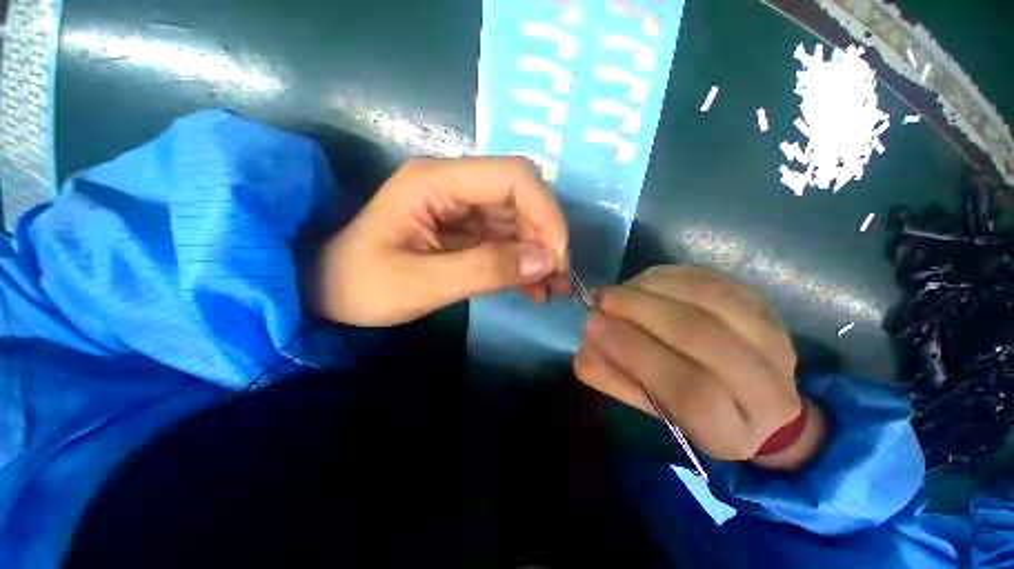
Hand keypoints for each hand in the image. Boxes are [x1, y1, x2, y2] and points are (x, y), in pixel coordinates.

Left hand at [317, 157, 569, 325]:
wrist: (325, 292)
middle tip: (558, 277)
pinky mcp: (464, 230)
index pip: (513, 177)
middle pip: (520, 196)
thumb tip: (545, 262)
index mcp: (436, 181)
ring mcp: (460, 208)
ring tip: (551, 288)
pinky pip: (505, 239)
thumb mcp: (422, 283)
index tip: (557, 258)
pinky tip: (533, 288)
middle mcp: (453, 185)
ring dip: (539, 252)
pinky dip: (523, 262)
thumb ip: (485, 270)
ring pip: (517, 219)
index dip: (545, 213)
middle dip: (546, 235)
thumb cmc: (361, 286)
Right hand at [574, 266, 825, 469]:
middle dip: (640, 309)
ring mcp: (775, 343)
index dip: (633, 351)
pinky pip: (715, 280)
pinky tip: (647, 281)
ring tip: (622, 289)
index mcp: (730, 431)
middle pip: (700, 335)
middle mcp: (767, 392)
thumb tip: (591, 336)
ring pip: (710, 300)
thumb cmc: (692, 413)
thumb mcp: (648, 407)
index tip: (593, 324)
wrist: (757, 404)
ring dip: (654, 287)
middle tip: (604, 299)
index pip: (686, 390)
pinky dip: (672, 275)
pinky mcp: (766, 309)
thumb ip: (613, 377)